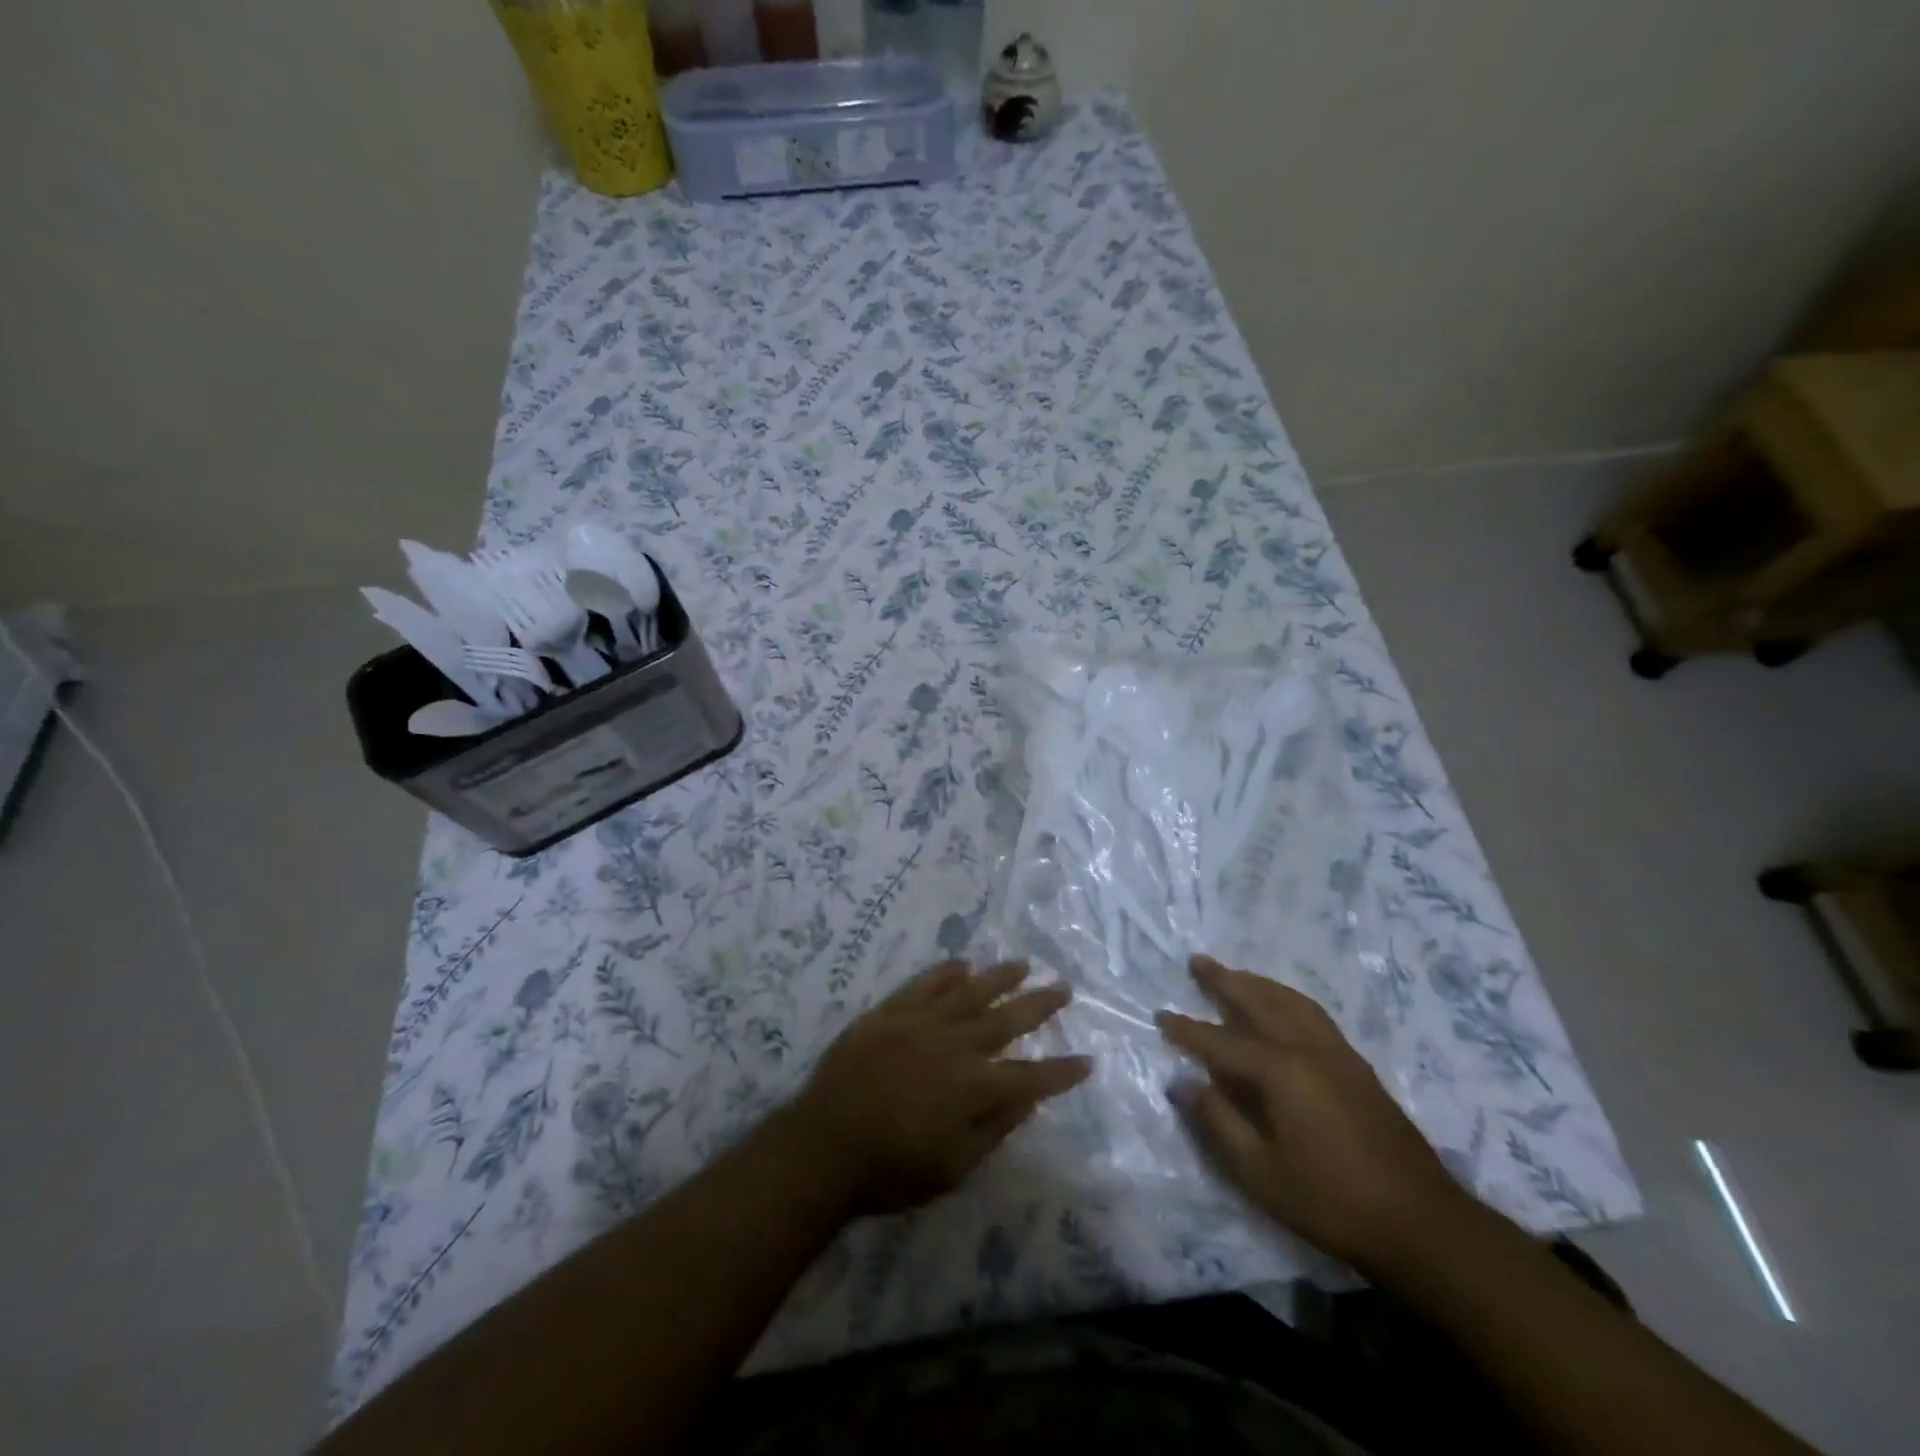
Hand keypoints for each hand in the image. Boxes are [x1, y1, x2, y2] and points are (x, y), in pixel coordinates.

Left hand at [793, 959, 1091, 1215]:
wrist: (824, 1144)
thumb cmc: (891, 1170)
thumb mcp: (952, 1169)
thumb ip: (992, 1130)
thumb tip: (1025, 1100)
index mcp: (974, 1089)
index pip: (1032, 1078)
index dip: (1062, 1072)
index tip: (1088, 1060)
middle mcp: (956, 1046)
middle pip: (1008, 1020)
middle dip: (1040, 1004)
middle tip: (1064, 987)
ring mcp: (922, 1023)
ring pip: (971, 991)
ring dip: (1000, 977)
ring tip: (1023, 963)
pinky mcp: (891, 1012)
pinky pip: (925, 984)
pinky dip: (945, 972)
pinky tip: (962, 964)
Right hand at [1158, 956, 1471, 1276]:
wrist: (1423, 1224)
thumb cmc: (1331, 1201)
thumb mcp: (1259, 1171)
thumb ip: (1218, 1121)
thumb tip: (1182, 1084)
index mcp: (1280, 1071)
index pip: (1220, 1042)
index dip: (1187, 1031)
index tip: (1160, 1016)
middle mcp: (1308, 1049)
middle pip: (1260, 1002)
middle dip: (1225, 982)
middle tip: (1198, 962)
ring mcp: (1338, 1055)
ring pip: (1292, 1002)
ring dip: (1259, 983)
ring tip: (1237, 974)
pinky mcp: (1359, 1068)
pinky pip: (1314, 1015)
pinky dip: (1289, 999)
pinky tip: (1285, 1007)